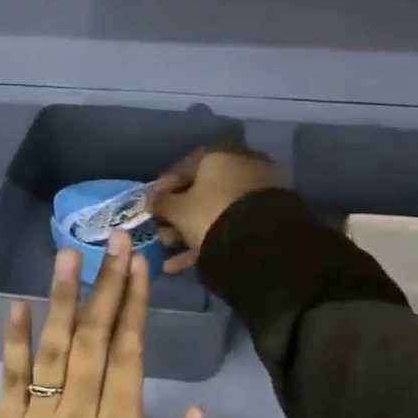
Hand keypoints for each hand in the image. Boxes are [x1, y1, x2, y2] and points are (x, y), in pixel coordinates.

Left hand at [0, 231, 215, 417]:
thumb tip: (199, 412)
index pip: (129, 357)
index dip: (135, 307)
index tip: (138, 266)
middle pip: (93, 341)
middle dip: (106, 286)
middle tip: (114, 240)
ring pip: (52, 351)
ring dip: (62, 298)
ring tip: (69, 254)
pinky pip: (10, 380)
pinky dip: (15, 340)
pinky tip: (18, 303)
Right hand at [148, 145, 282, 273]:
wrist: (262, 241)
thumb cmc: (211, 214)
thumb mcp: (179, 210)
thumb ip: (161, 201)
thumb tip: (150, 197)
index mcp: (218, 155)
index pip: (183, 167)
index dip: (163, 188)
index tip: (151, 205)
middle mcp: (240, 166)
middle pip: (201, 190)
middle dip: (177, 213)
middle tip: (161, 232)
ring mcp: (256, 191)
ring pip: (215, 209)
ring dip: (190, 229)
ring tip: (170, 249)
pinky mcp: (267, 215)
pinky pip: (231, 223)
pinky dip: (210, 238)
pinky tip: (187, 261)